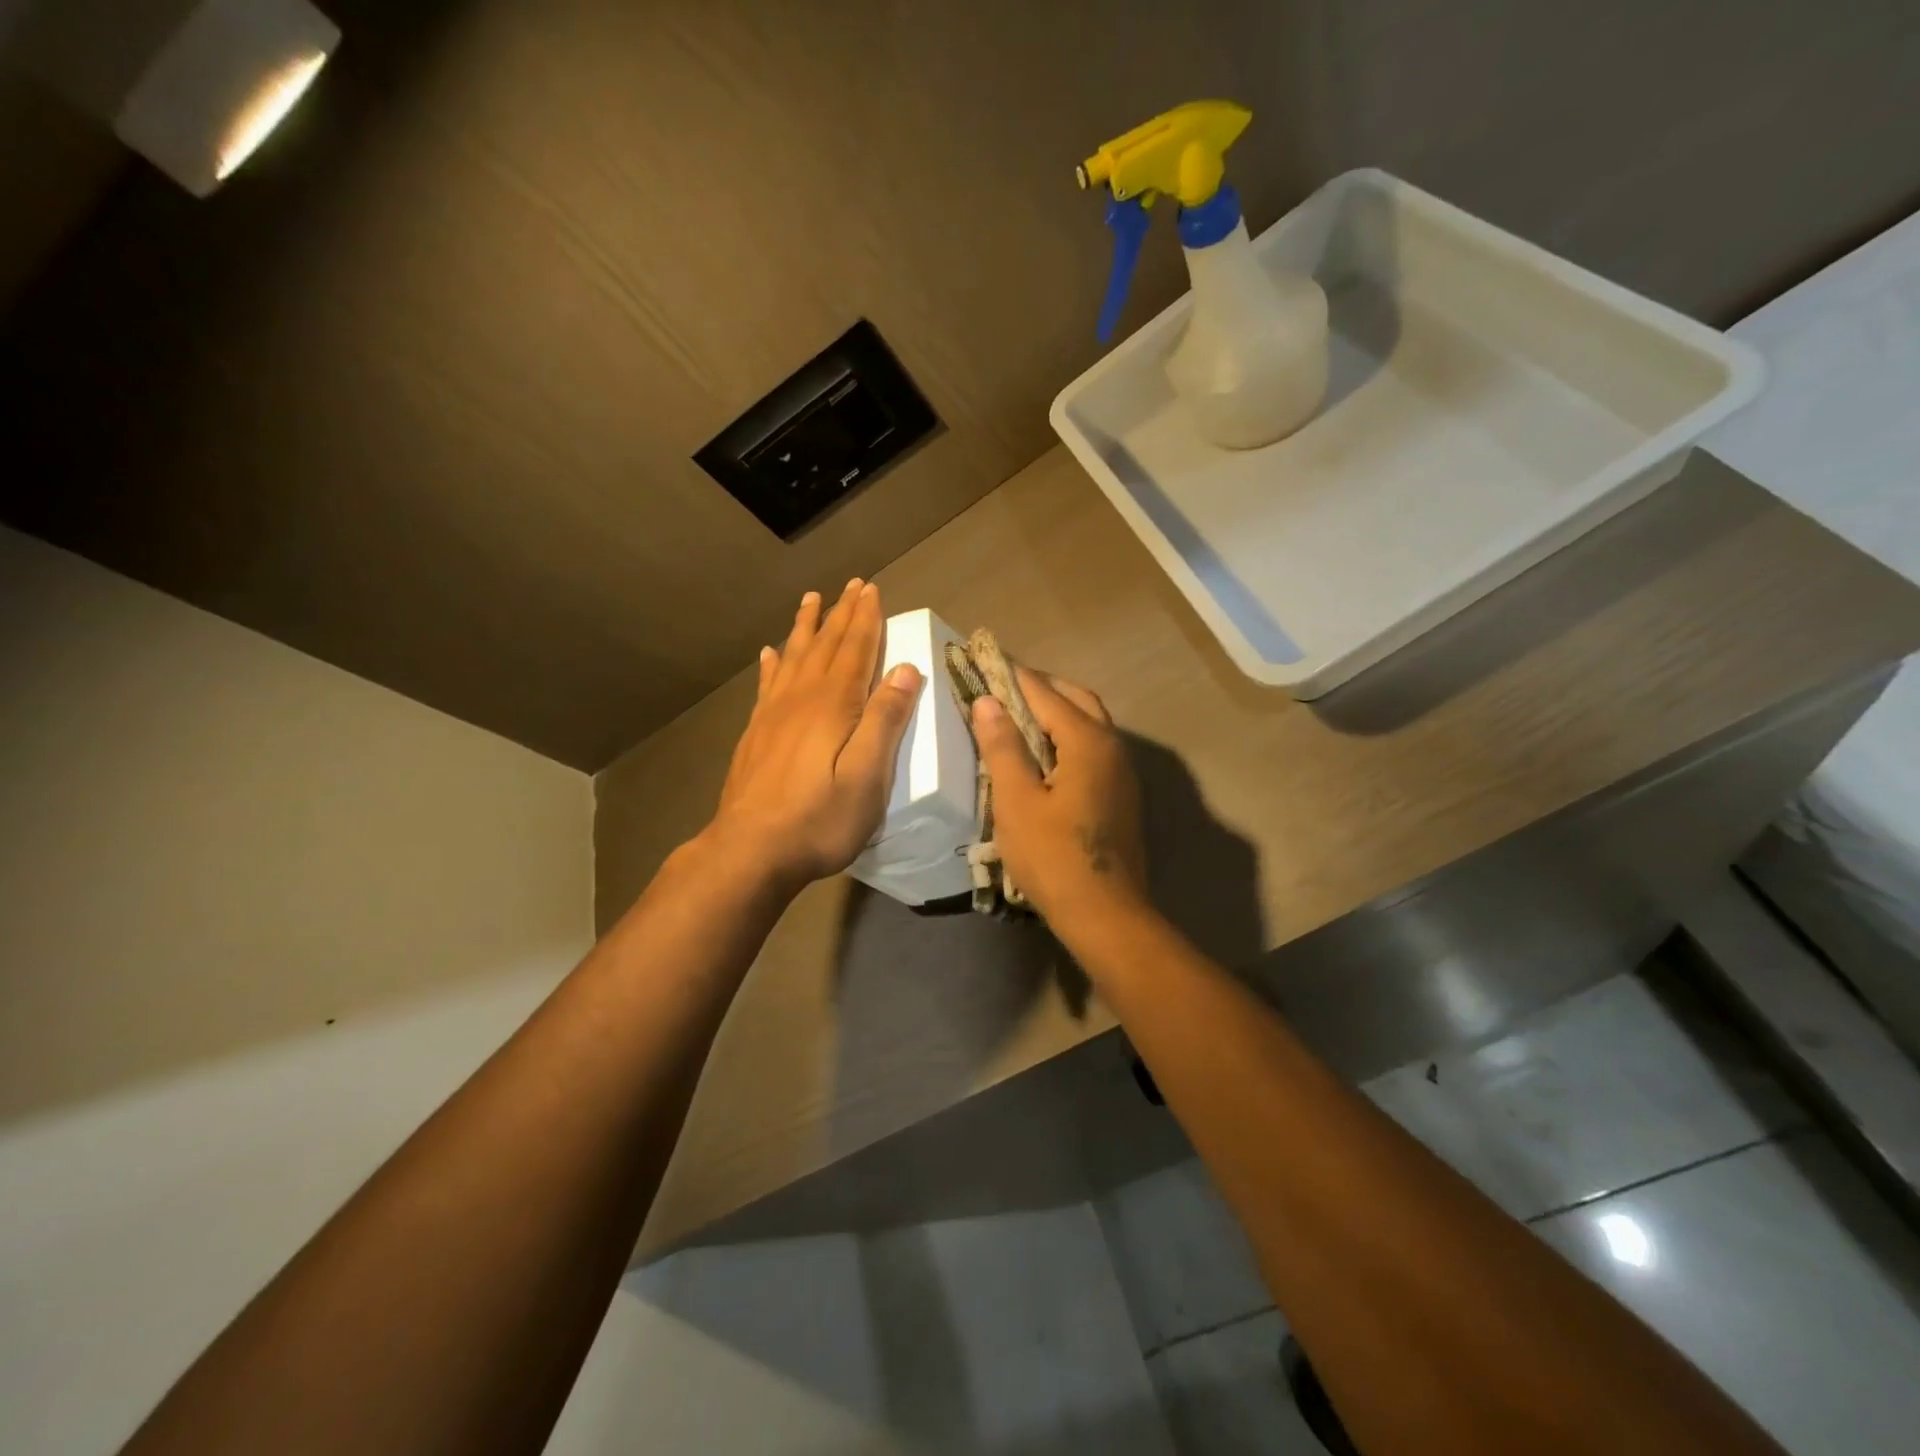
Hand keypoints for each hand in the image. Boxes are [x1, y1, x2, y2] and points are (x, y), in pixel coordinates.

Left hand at [705, 579, 921, 891]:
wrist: (751, 850)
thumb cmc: (821, 818)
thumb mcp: (868, 775)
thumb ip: (886, 720)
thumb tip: (906, 669)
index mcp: (834, 705)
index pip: (856, 650)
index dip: (866, 619)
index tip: (872, 589)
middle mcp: (802, 698)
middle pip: (825, 646)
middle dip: (841, 614)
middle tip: (851, 585)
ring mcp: (773, 714)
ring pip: (793, 657)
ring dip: (806, 627)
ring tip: (811, 600)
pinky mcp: (756, 734)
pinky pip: (767, 684)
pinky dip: (772, 663)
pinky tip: (769, 653)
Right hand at [971, 668, 1146, 926]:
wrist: (1105, 914)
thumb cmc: (1054, 857)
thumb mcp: (1017, 801)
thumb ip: (1003, 747)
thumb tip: (987, 701)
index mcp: (1088, 742)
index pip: (1045, 694)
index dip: (1013, 675)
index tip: (985, 658)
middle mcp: (1112, 747)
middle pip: (1076, 700)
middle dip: (1040, 687)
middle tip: (1003, 684)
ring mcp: (1122, 772)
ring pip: (1090, 723)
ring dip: (1057, 710)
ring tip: (1018, 714)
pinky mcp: (1121, 794)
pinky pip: (1094, 747)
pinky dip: (1068, 736)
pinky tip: (1044, 753)